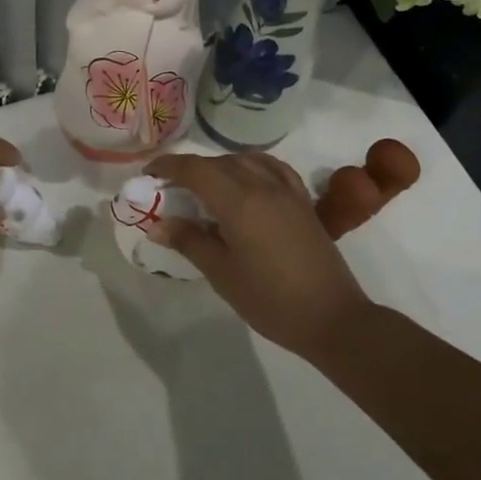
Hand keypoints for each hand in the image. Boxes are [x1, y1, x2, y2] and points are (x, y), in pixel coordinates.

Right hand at [145, 151, 372, 357]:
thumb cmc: (270, 299)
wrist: (331, 318)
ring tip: (204, 187)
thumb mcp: (221, 273)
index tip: (148, 176)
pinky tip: (245, 181)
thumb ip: (189, 241)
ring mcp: (287, 191)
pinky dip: (251, 166)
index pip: (195, 169)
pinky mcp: (303, 202)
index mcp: (239, 201)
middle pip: (218, 163)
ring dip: (219, 166)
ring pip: (245, 161)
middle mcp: (262, 185)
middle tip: (169, 189)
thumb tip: (158, 224)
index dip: (168, 167)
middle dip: (190, 169)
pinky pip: (272, 169)